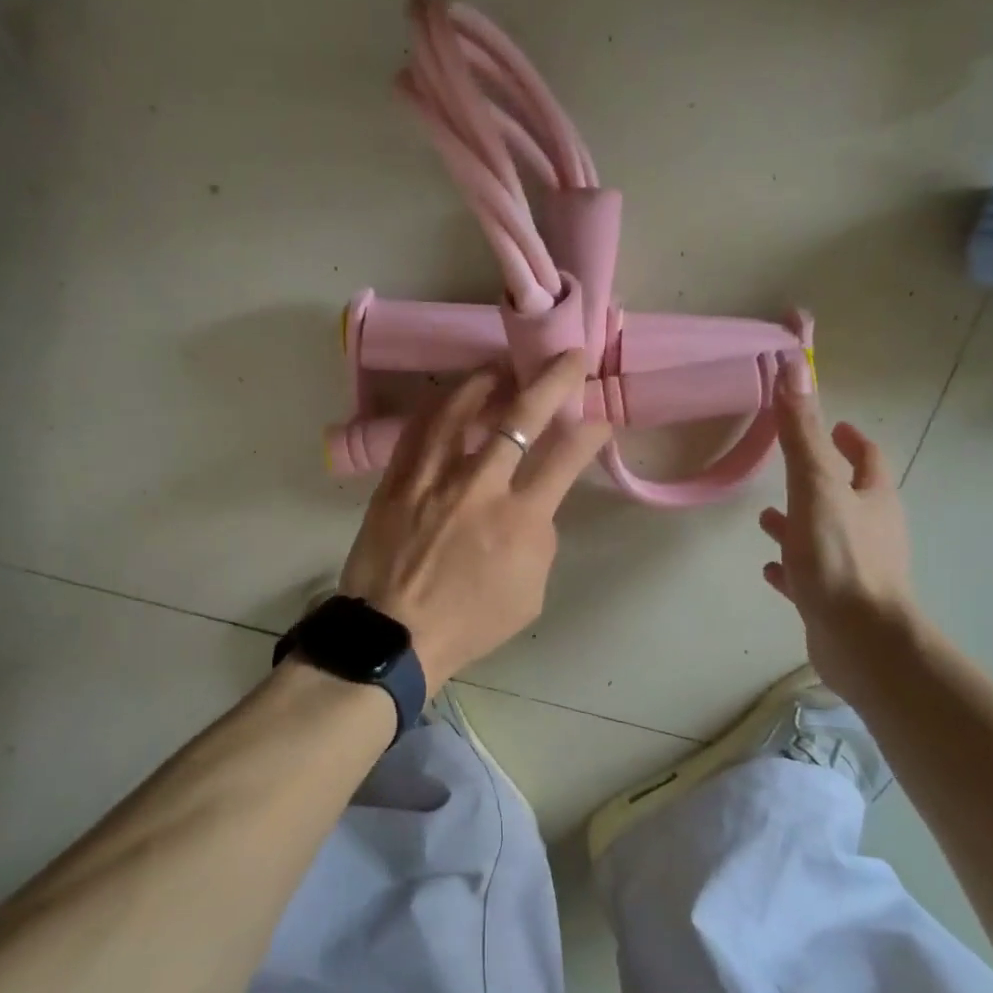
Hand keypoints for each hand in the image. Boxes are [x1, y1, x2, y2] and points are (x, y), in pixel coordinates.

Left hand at [340, 351, 611, 692]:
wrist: (394, 635)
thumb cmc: (469, 623)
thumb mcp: (530, 594)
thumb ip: (539, 540)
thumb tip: (534, 506)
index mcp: (520, 520)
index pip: (565, 458)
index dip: (589, 431)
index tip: (598, 419)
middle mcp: (479, 486)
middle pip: (520, 416)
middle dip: (552, 380)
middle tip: (567, 357)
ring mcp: (433, 477)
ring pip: (461, 409)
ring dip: (487, 380)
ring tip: (501, 366)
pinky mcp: (397, 480)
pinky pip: (419, 429)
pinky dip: (439, 407)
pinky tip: (449, 397)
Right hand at [760, 372, 917, 681]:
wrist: (861, 641)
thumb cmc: (840, 558)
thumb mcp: (816, 487)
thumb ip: (801, 434)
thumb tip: (794, 368)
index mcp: (873, 498)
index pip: (867, 458)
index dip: (851, 438)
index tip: (835, 425)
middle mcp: (871, 530)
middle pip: (847, 497)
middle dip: (819, 481)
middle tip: (791, 469)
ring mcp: (856, 569)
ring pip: (825, 537)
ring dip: (800, 525)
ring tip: (765, 520)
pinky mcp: (838, 602)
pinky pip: (812, 577)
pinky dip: (792, 567)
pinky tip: (770, 569)